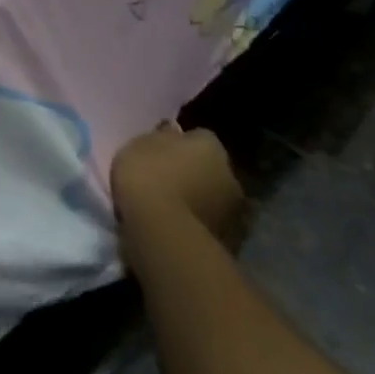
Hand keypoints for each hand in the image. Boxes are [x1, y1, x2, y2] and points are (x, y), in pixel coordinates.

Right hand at [110, 122, 245, 255]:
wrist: (164, 232)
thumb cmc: (148, 177)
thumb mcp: (139, 145)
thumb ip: (159, 138)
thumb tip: (171, 131)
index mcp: (211, 146)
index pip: (199, 136)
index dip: (180, 144)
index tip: (161, 153)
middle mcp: (231, 175)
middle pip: (211, 169)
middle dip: (194, 173)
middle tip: (167, 181)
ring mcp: (235, 211)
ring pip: (214, 198)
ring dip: (199, 200)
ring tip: (170, 209)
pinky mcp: (232, 242)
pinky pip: (210, 225)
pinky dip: (198, 225)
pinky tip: (177, 229)